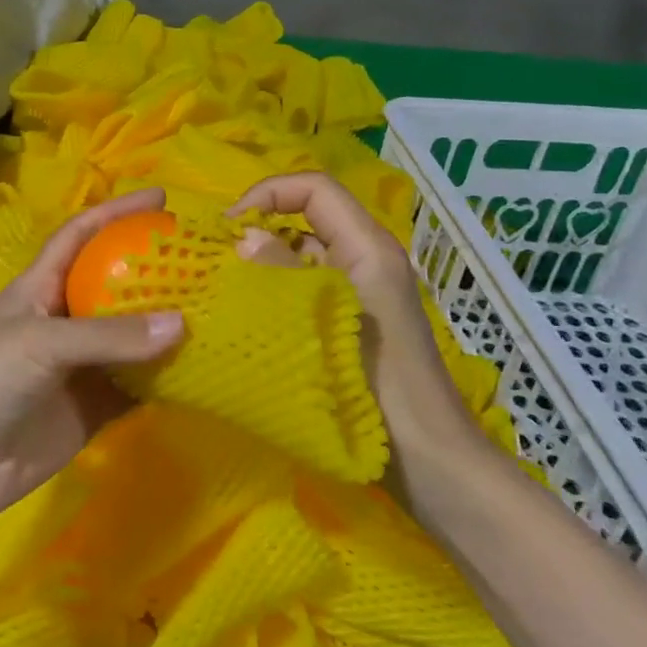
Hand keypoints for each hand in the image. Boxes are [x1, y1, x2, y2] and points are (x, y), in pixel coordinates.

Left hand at [0, 188, 184, 525]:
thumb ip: (108, 335)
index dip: (115, 212)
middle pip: (116, 285)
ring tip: (217, 309)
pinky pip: (137, 386)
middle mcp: (64, 320)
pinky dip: (166, 378)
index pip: (80, 235)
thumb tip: (182, 325)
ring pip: (132, 338)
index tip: (160, 198)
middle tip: (204, 261)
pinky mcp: (93, 406)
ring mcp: (80, 365)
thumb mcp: (40, 344)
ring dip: (167, 327)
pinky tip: (202, 369)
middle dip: (156, 270)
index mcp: (40, 288)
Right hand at [227, 173, 474, 431]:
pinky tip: (251, 317)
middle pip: (308, 217)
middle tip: (216, 261)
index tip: (226, 226)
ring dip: (265, 263)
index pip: (314, 188)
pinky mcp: (354, 318)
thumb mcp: (329, 321)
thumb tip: (245, 237)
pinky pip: (309, 286)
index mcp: (368, 247)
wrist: (429, 458)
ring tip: (225, 289)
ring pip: (305, 253)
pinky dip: (278, 291)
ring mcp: (362, 289)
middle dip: (259, 229)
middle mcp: (367, 257)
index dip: (267, 193)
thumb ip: (284, 273)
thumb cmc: (380, 387)